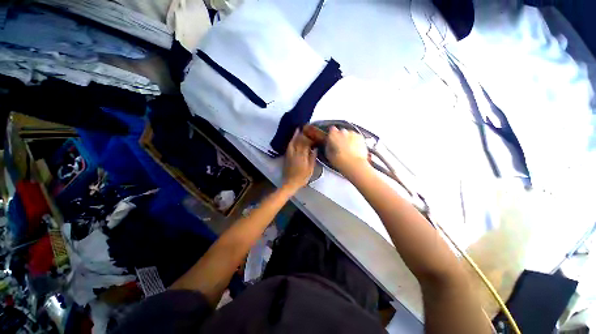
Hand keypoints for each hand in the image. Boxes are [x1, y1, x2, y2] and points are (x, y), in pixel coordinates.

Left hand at [283, 130, 316, 191]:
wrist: (290, 183)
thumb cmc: (302, 177)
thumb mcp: (310, 169)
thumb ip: (312, 158)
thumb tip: (314, 149)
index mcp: (302, 156)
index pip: (305, 144)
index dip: (308, 137)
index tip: (312, 133)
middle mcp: (295, 153)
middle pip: (298, 141)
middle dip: (302, 134)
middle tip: (305, 128)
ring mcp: (289, 154)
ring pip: (292, 142)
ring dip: (295, 136)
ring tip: (298, 129)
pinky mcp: (286, 156)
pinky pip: (289, 146)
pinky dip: (291, 141)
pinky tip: (292, 139)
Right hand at [325, 126, 369, 175]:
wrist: (354, 164)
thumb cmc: (341, 161)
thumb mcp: (328, 155)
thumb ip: (328, 146)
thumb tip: (328, 145)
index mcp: (333, 135)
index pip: (331, 130)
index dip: (331, 135)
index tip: (331, 139)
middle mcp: (343, 132)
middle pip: (340, 131)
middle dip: (340, 137)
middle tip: (339, 147)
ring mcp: (352, 134)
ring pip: (349, 134)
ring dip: (348, 139)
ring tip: (347, 149)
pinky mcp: (360, 137)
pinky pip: (356, 137)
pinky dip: (355, 141)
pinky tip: (354, 149)